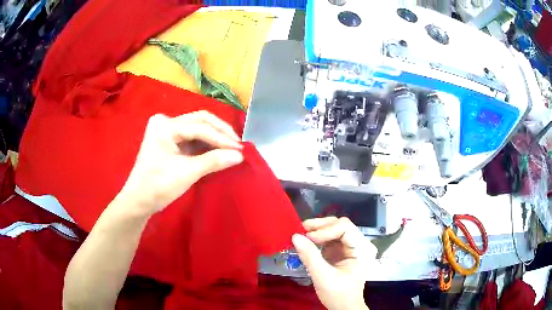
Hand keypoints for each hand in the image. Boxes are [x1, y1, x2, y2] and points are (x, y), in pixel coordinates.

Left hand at [119, 111, 243, 214]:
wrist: (139, 201)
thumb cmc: (158, 187)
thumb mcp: (187, 173)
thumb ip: (214, 161)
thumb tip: (240, 155)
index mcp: (165, 126)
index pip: (200, 127)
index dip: (222, 138)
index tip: (241, 150)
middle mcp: (166, 122)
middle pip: (200, 120)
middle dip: (220, 132)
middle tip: (238, 145)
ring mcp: (168, 130)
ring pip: (198, 127)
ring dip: (215, 137)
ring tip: (232, 148)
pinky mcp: (171, 140)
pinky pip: (193, 137)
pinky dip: (207, 143)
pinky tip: (219, 150)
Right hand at [292, 217, 376, 309]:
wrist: (343, 307)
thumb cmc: (339, 294)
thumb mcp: (323, 277)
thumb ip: (310, 256)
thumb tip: (295, 236)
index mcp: (361, 249)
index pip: (345, 228)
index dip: (327, 230)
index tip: (309, 238)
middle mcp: (358, 244)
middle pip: (340, 225)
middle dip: (321, 226)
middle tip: (302, 229)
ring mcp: (349, 247)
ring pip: (334, 229)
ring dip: (318, 229)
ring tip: (302, 232)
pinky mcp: (340, 251)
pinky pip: (329, 238)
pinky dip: (317, 237)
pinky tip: (307, 239)